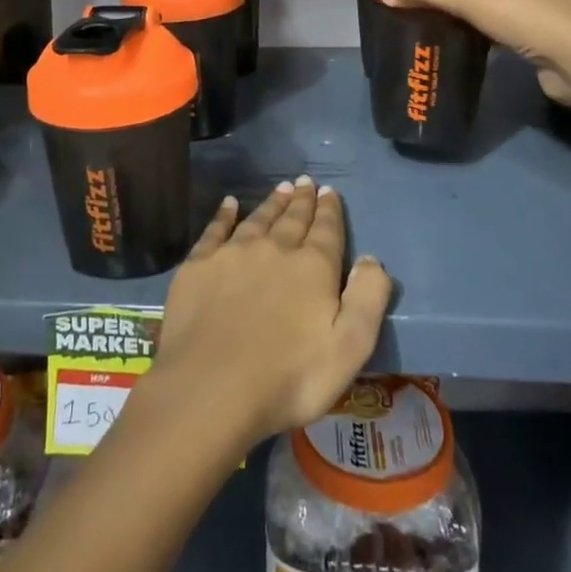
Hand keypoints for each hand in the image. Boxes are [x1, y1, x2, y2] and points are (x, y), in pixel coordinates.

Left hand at [150, 178, 393, 448]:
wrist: (211, 389)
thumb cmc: (289, 378)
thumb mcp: (349, 348)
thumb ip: (367, 299)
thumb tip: (371, 258)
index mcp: (312, 267)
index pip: (326, 230)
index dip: (330, 210)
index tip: (329, 191)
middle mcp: (274, 249)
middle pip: (292, 219)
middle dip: (302, 201)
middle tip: (305, 182)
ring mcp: (232, 254)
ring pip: (258, 219)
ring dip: (272, 203)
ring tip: (281, 188)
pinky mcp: (198, 266)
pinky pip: (215, 230)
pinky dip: (224, 215)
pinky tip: (229, 204)